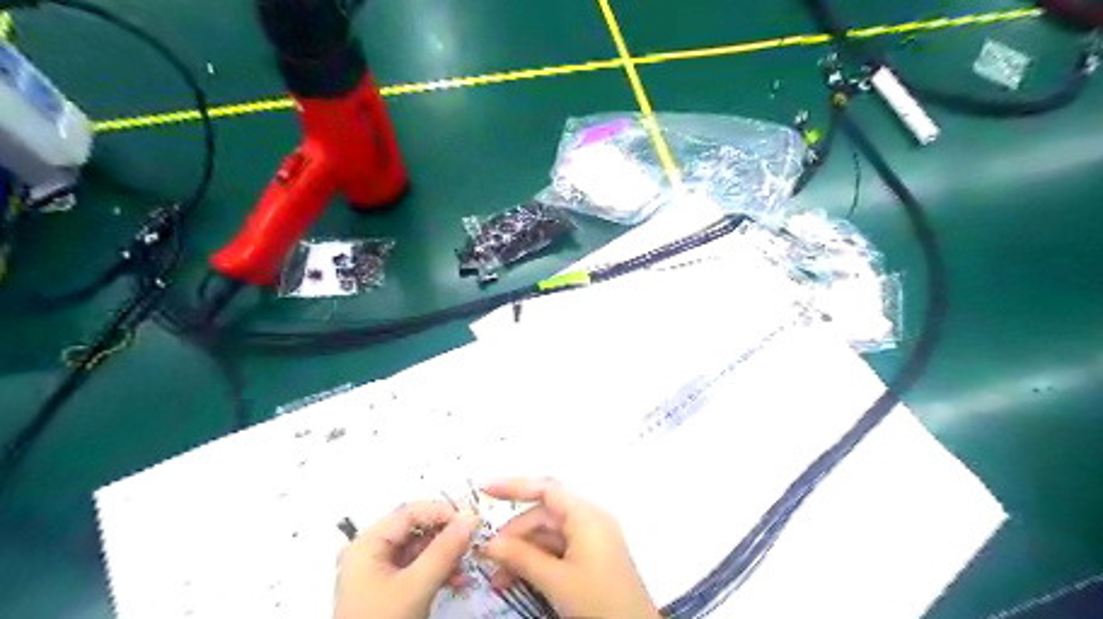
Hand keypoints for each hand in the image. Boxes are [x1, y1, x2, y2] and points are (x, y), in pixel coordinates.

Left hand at [331, 500, 478, 618]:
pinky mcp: (388, 590)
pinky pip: (417, 569)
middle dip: (446, 536)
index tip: (472, 521)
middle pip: (415, 530)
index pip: (410, 512)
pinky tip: (456, 580)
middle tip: (473, 542)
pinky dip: (437, 571)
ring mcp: (378, 572)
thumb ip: (444, 550)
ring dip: (446, 555)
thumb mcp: (416, 586)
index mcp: (368, 543)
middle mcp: (370, 551)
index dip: (442, 512)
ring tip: (467, 565)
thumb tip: (471, 517)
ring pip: (419, 550)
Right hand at [481, 478, 652, 617]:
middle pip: (544, 515)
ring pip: (548, 535)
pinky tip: (518, 579)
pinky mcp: (592, 557)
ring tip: (499, 579)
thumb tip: (490, 544)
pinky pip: (558, 550)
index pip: (545, 489)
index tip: (485, 490)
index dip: (514, 486)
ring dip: (523, 552)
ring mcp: (592, 539)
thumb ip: (522, 557)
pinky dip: (538, 561)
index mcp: (586, 515)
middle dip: (514, 534)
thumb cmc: (598, 602)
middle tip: (488, 558)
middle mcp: (589, 520)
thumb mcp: (556, 580)